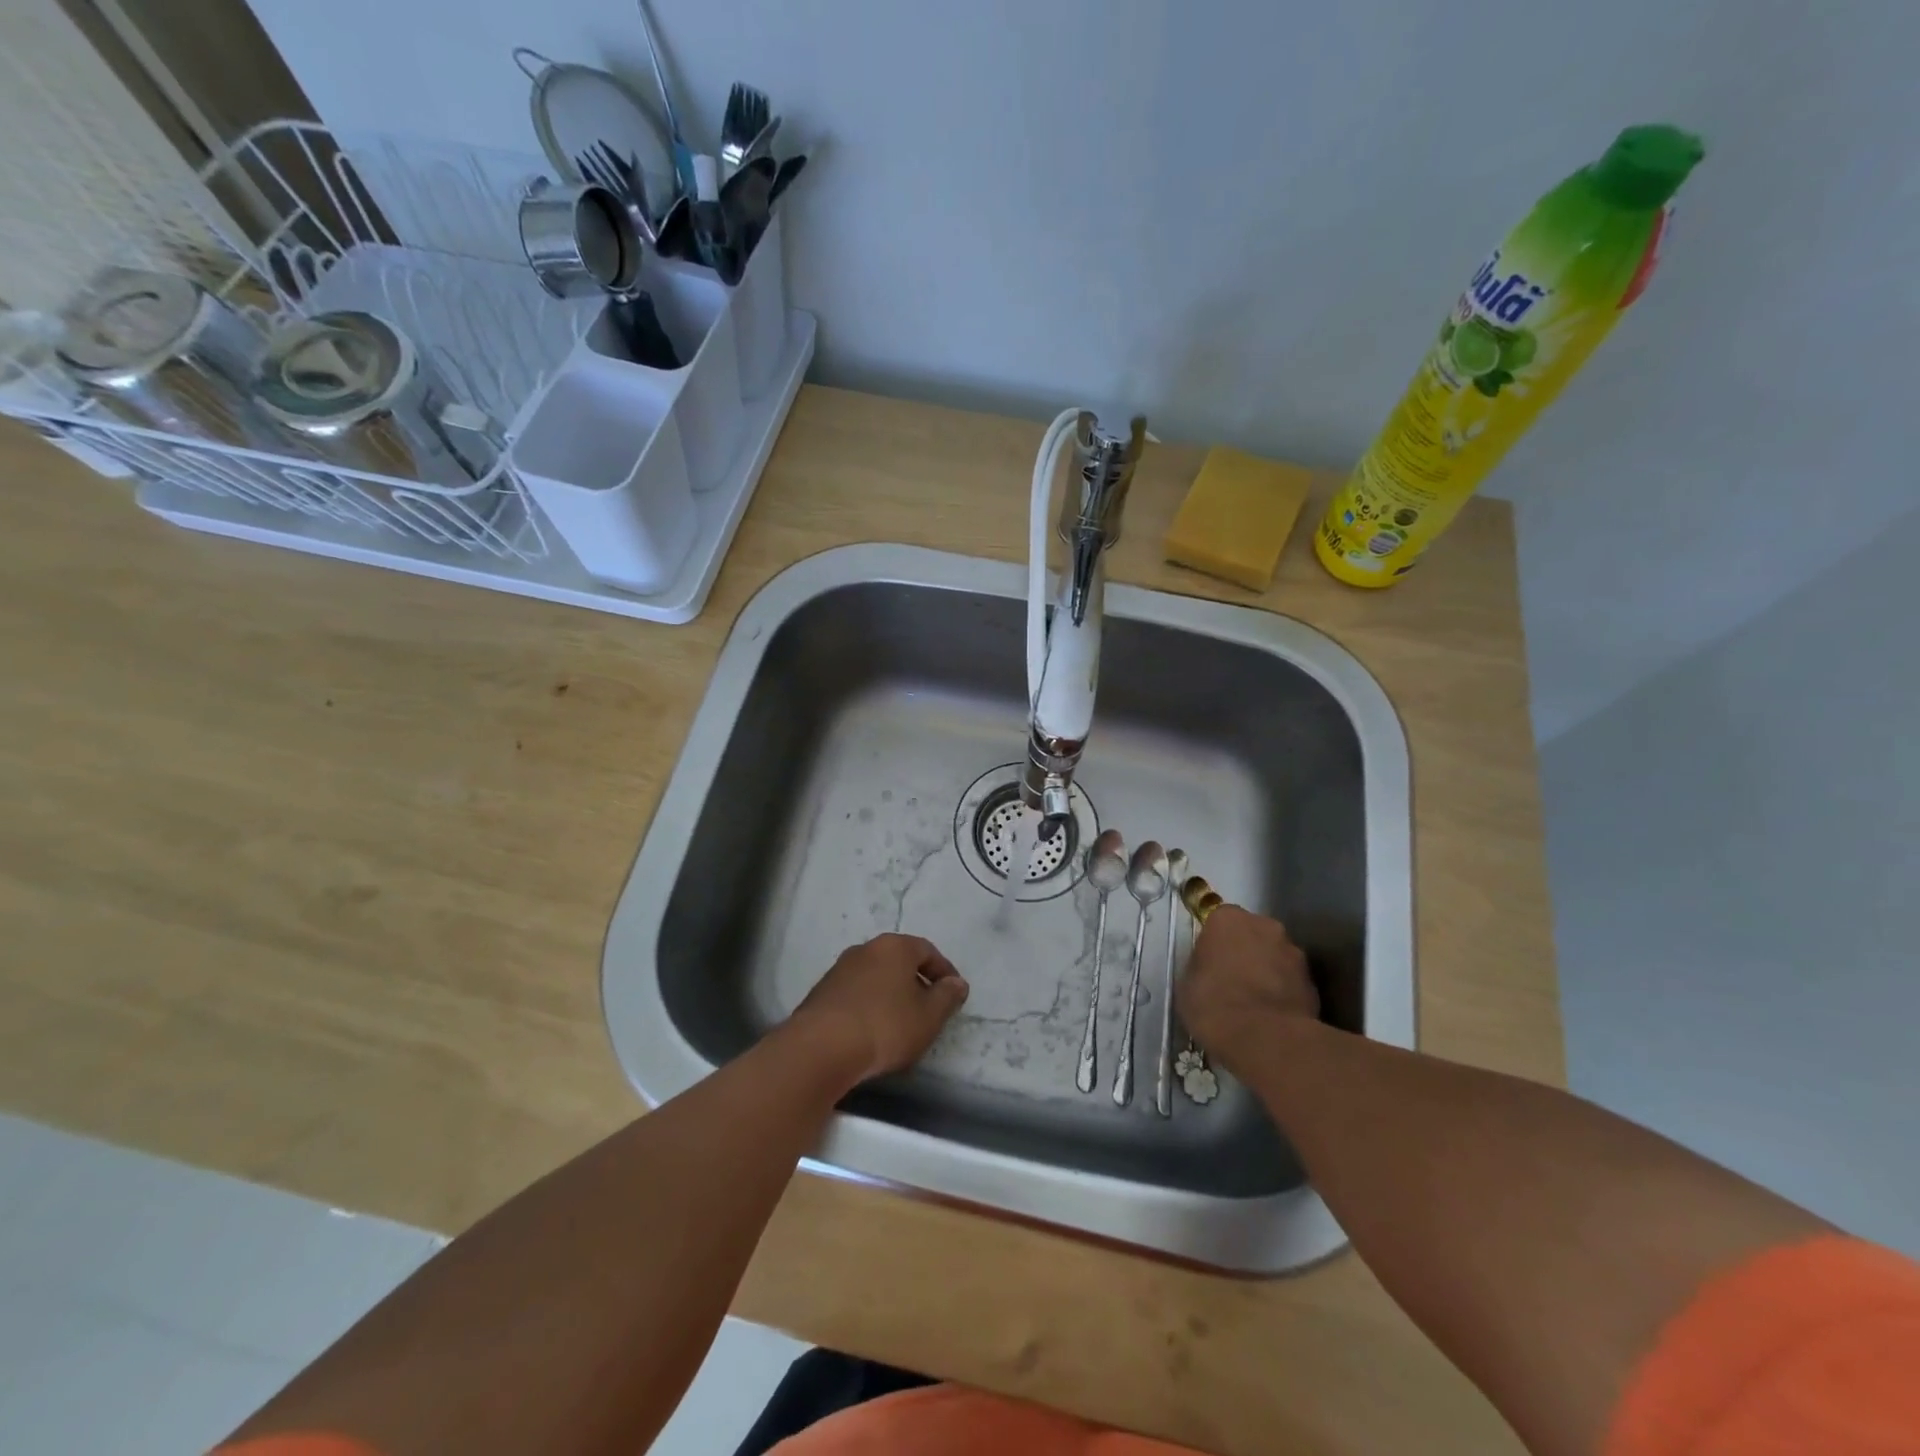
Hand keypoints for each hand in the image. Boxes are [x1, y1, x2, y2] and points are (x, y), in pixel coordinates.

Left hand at [786, 934, 969, 1084]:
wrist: (821, 1048)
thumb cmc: (885, 1025)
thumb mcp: (928, 1016)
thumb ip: (947, 997)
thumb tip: (957, 983)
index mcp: (894, 947)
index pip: (927, 950)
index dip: (944, 971)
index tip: (954, 994)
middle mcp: (865, 949)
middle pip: (899, 961)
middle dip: (916, 982)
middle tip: (929, 1008)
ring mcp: (839, 969)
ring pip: (875, 976)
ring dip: (890, 994)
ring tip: (900, 1023)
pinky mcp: (821, 992)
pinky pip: (855, 993)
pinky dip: (868, 1005)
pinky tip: (871, 1030)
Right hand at [1177, 906, 1318, 1074]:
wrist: (1265, 1039)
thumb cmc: (1213, 1004)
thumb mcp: (1188, 982)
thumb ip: (1201, 965)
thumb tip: (1211, 969)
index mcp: (1228, 919)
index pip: (1219, 920)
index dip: (1215, 942)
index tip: (1209, 962)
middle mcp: (1265, 926)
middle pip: (1252, 934)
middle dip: (1245, 952)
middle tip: (1232, 981)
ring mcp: (1294, 953)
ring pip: (1275, 957)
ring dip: (1267, 972)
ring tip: (1254, 1004)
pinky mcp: (1313, 983)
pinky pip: (1291, 982)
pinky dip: (1283, 994)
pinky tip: (1271, 1017)